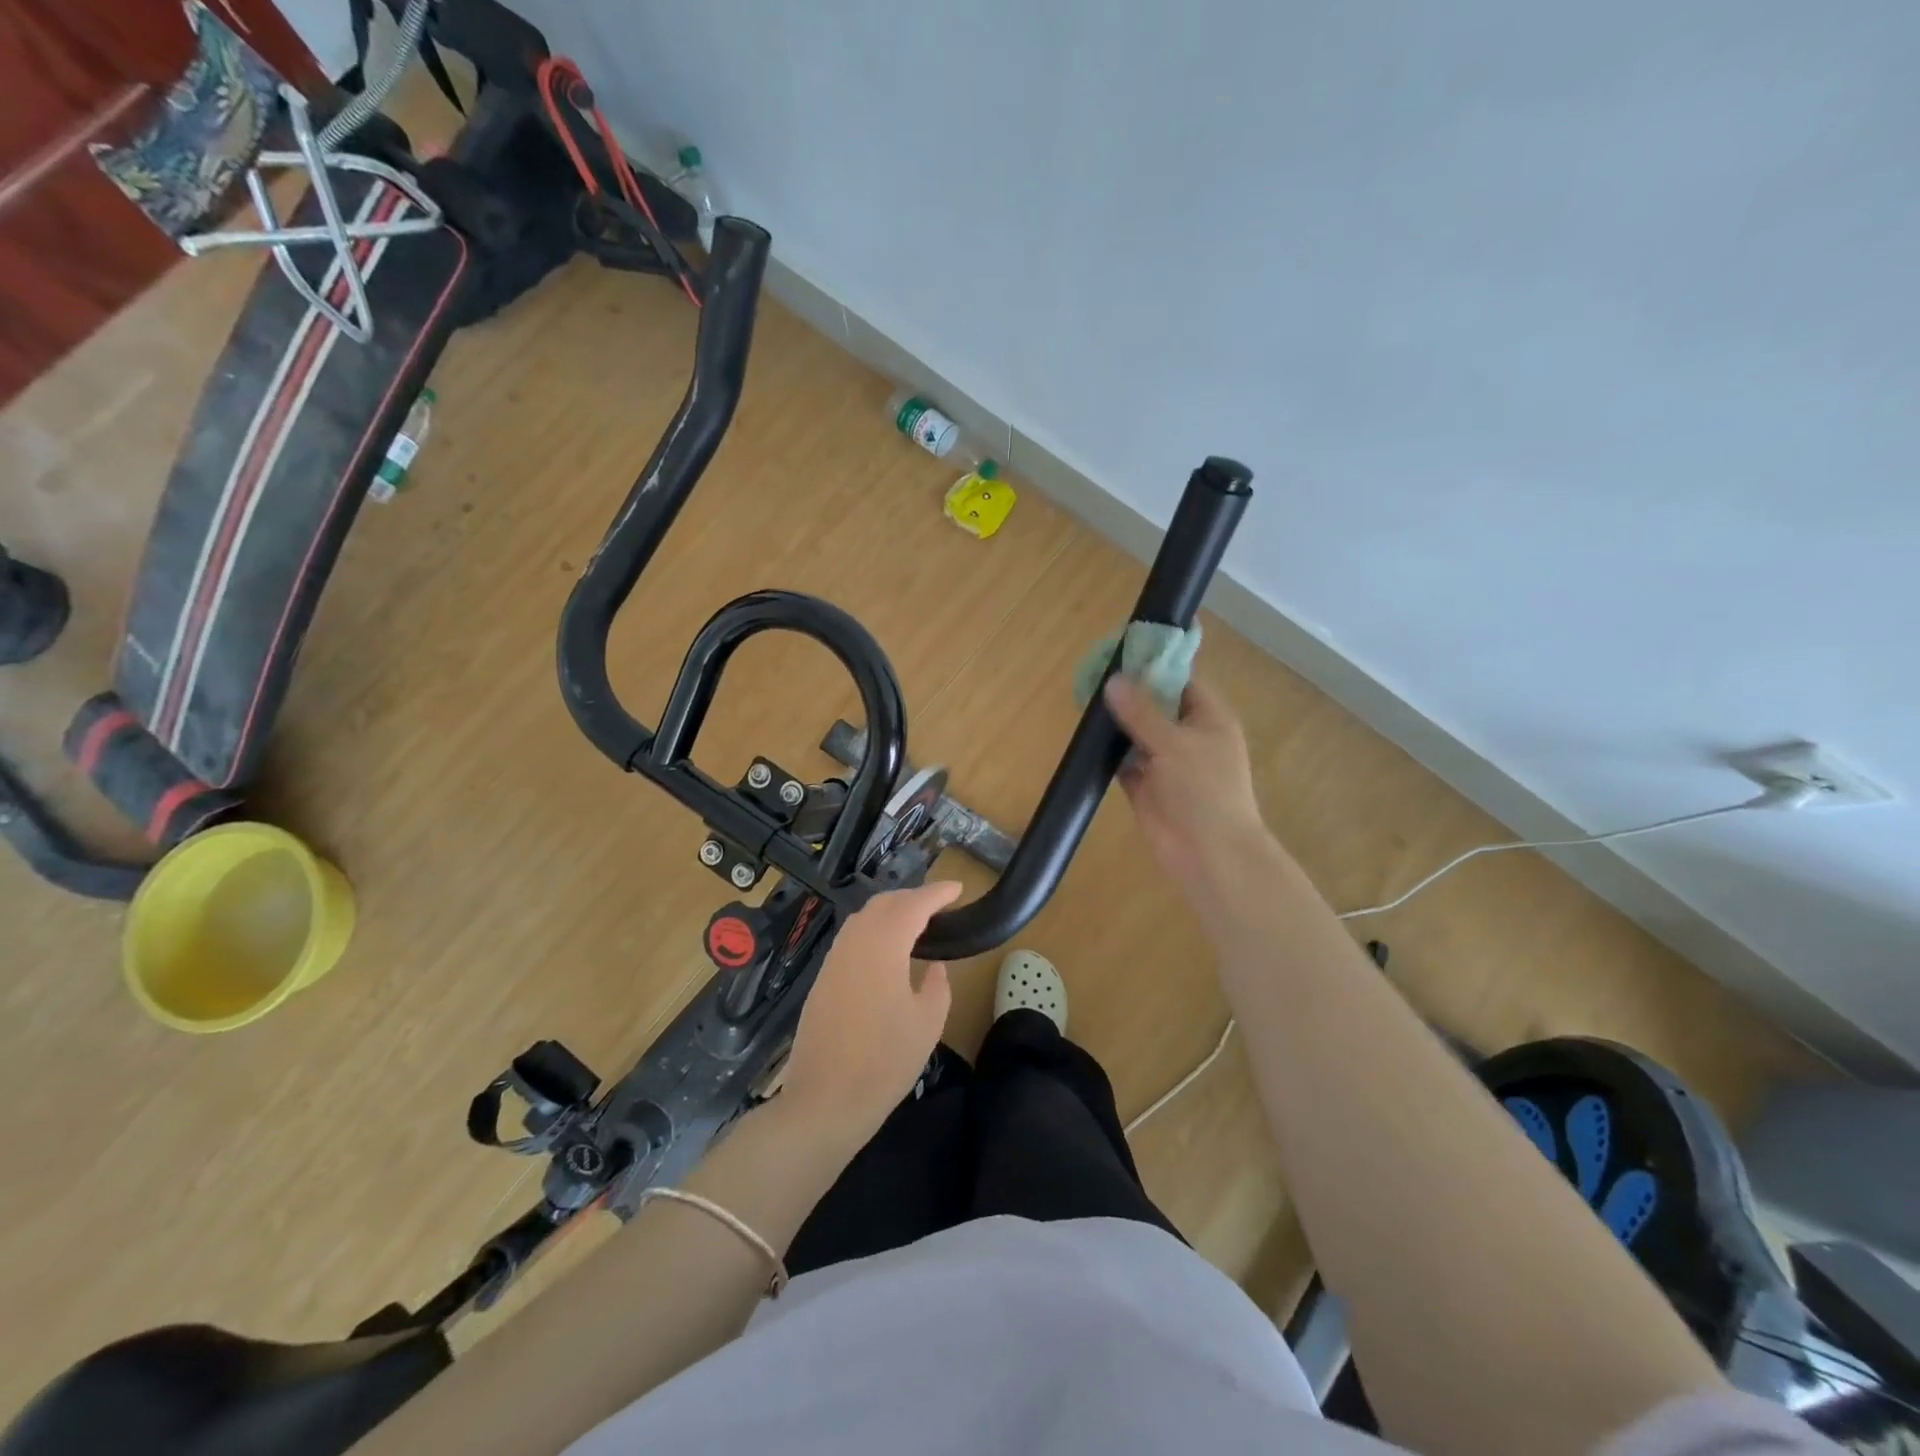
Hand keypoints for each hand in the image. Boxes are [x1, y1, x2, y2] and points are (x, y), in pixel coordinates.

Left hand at [780, 882, 959, 1138]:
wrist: (824, 1101)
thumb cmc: (884, 1062)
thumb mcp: (927, 1023)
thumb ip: (937, 984)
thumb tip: (934, 965)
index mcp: (883, 946)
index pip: (913, 904)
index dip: (937, 893)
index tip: (958, 888)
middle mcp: (854, 942)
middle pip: (884, 903)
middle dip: (913, 897)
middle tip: (939, 907)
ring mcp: (833, 960)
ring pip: (863, 918)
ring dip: (890, 912)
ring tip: (916, 925)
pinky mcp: (822, 979)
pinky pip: (851, 938)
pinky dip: (873, 931)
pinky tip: (887, 951)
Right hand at [1104, 674, 1272, 902]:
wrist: (1209, 854)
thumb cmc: (1204, 791)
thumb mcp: (1173, 743)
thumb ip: (1141, 712)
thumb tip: (1113, 680)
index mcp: (1208, 719)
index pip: (1182, 681)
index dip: (1154, 666)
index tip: (1121, 654)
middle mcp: (1188, 737)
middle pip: (1156, 706)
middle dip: (1128, 693)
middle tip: (1092, 674)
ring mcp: (1167, 763)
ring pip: (1138, 734)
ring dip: (1116, 723)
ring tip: (1083, 700)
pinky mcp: (1146, 787)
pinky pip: (1124, 762)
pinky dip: (1108, 753)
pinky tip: (1086, 739)